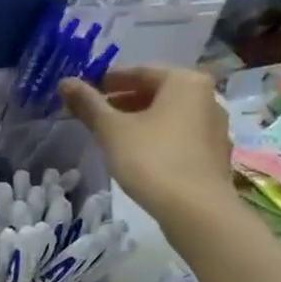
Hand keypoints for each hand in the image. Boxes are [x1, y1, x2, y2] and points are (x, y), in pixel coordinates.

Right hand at [59, 67, 233, 224]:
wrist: (195, 209)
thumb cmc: (151, 159)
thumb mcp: (111, 129)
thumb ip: (88, 103)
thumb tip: (65, 81)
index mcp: (184, 81)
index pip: (139, 72)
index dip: (107, 80)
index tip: (84, 91)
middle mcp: (207, 96)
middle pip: (156, 92)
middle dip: (122, 101)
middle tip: (93, 113)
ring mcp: (215, 126)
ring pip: (168, 115)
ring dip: (139, 119)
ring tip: (110, 134)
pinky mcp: (214, 153)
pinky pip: (179, 135)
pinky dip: (156, 136)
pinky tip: (137, 153)